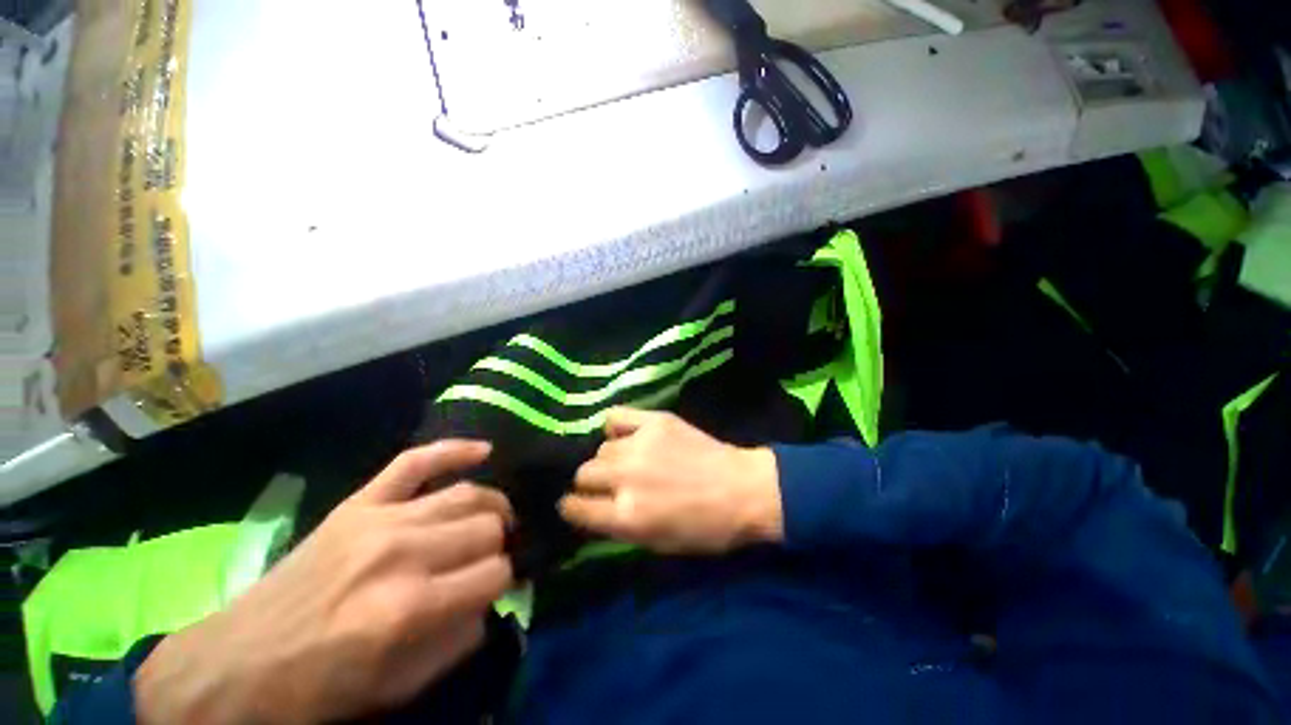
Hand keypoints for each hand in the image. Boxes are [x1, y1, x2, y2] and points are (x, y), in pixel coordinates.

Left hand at [134, 441, 514, 724]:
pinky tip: (484, 450)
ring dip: (491, 507)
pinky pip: (415, 461)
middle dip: (497, 546)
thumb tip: (490, 600)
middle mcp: (401, 553)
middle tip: (489, 559)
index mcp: (409, 607)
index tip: (496, 590)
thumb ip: (459, 640)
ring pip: (466, 495)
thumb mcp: (398, 687)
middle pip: (485, 528)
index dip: (503, 582)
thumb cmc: (320, 687)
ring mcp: (379, 520)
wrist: (238, 664)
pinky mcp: (359, 503)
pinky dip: (454, 450)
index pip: (494, 574)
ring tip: (493, 520)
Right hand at [559, 409, 782, 554]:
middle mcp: (627, 477)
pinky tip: (625, 434)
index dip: (573, 507)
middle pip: (584, 472)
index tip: (577, 505)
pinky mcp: (655, 422)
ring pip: (602, 448)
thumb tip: (589, 510)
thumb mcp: (657, 544)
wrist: (741, 489)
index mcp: (627, 516)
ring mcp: (640, 445)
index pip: (575, 507)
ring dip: (609, 459)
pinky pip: (616, 417)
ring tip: (628, 461)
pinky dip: (616, 426)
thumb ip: (617, 527)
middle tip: (610, 484)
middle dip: (591, 483)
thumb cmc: (704, 528)